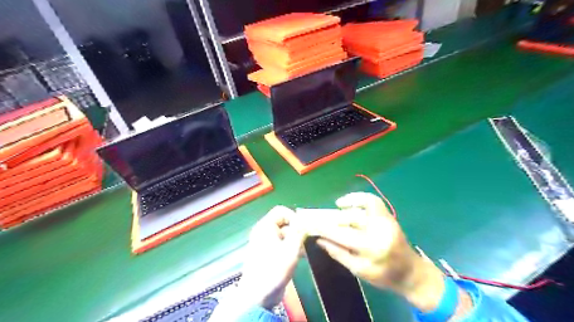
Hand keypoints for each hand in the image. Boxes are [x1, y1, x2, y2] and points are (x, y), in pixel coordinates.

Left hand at [239, 206, 306, 308]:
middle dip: (296, 230)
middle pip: (283, 222)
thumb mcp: (291, 249)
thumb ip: (299, 232)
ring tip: (303, 251)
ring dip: (295, 240)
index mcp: (265, 227)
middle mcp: (263, 232)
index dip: (294, 216)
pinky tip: (299, 257)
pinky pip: (281, 244)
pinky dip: (290, 247)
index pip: (281, 210)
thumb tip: (304, 220)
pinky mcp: (268, 254)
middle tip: (305, 241)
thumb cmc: (274, 269)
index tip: (303, 228)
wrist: (258, 295)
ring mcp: (264, 243)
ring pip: (284, 234)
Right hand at [302, 191, 445, 311]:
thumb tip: (319, 239)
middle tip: (319, 217)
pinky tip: (348, 202)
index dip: (324, 228)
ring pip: (363, 204)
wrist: (410, 272)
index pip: (342, 235)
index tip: (311, 224)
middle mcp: (380, 230)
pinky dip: (358, 198)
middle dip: (332, 217)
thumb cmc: (384, 276)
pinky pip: (372, 201)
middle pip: (350, 218)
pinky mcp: (389, 216)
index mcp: (372, 248)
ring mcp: (386, 220)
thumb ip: (338, 253)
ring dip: (347, 203)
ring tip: (336, 206)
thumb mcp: (358, 270)